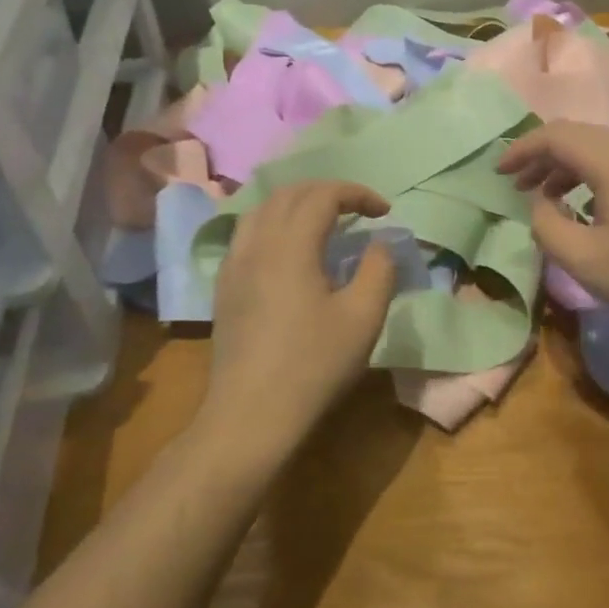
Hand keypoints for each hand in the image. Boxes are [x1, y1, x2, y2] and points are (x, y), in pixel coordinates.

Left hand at [203, 181, 397, 463]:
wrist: (251, 415)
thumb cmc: (314, 365)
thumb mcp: (363, 317)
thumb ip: (378, 268)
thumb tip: (379, 242)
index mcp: (291, 245)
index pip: (323, 195)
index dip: (357, 193)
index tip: (384, 211)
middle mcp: (256, 243)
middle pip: (289, 194)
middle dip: (327, 192)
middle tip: (358, 209)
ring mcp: (234, 264)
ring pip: (263, 209)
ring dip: (297, 204)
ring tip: (324, 222)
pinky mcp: (224, 286)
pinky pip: (248, 233)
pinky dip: (275, 223)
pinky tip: (289, 250)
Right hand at [499, 122, 608, 349]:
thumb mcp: (585, 261)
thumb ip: (547, 226)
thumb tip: (540, 202)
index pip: (557, 135)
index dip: (522, 149)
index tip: (499, 173)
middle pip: (582, 137)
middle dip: (544, 157)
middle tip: (520, 185)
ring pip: (606, 151)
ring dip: (571, 167)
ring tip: (552, 198)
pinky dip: (598, 178)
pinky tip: (595, 210)